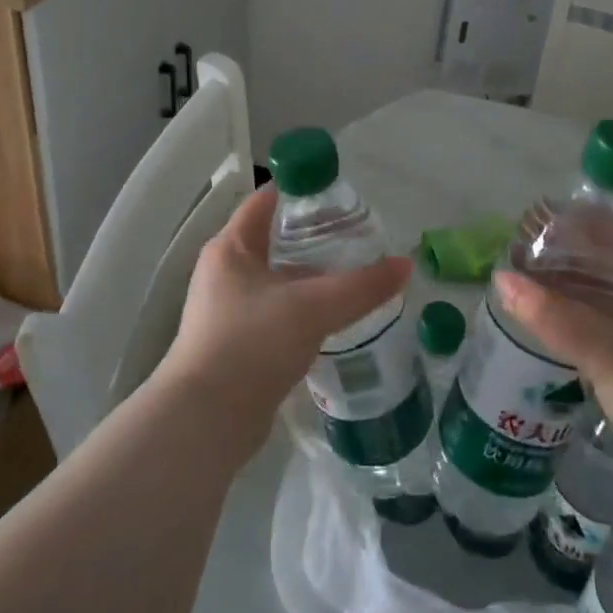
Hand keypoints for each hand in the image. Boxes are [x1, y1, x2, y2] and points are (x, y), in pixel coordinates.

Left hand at [159, 185, 412, 455]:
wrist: (206, 422)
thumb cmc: (251, 343)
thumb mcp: (312, 307)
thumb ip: (361, 286)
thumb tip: (405, 266)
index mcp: (231, 247)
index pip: (266, 201)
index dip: (301, 191)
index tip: (341, 193)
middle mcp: (224, 272)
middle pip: (273, 240)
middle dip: (314, 238)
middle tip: (358, 237)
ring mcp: (227, 310)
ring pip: (276, 281)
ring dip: (310, 278)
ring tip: (354, 277)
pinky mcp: (236, 345)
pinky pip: (275, 314)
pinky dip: (302, 311)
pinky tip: (333, 320)